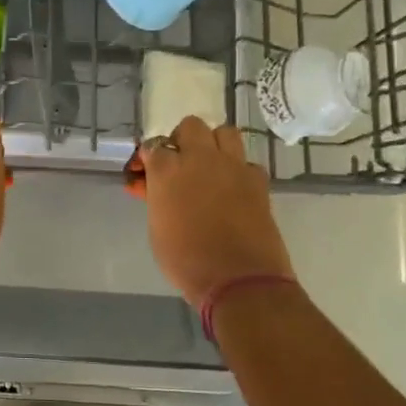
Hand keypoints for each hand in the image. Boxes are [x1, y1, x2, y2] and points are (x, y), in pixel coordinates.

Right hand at [142, 116, 296, 305]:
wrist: (238, 279)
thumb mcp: (157, 228)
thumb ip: (157, 198)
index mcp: (167, 170)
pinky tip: (234, 189)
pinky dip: (239, 170)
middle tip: (180, 164)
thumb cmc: (186, 260)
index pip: (153, 146)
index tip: (147, 174)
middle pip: (190, 127)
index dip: (149, 159)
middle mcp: (200, 158)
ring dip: (214, 144)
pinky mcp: (258, 180)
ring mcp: (232, 166)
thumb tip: (156, 187)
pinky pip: (246, 162)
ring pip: (224, 132)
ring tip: (210, 167)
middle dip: (183, 140)